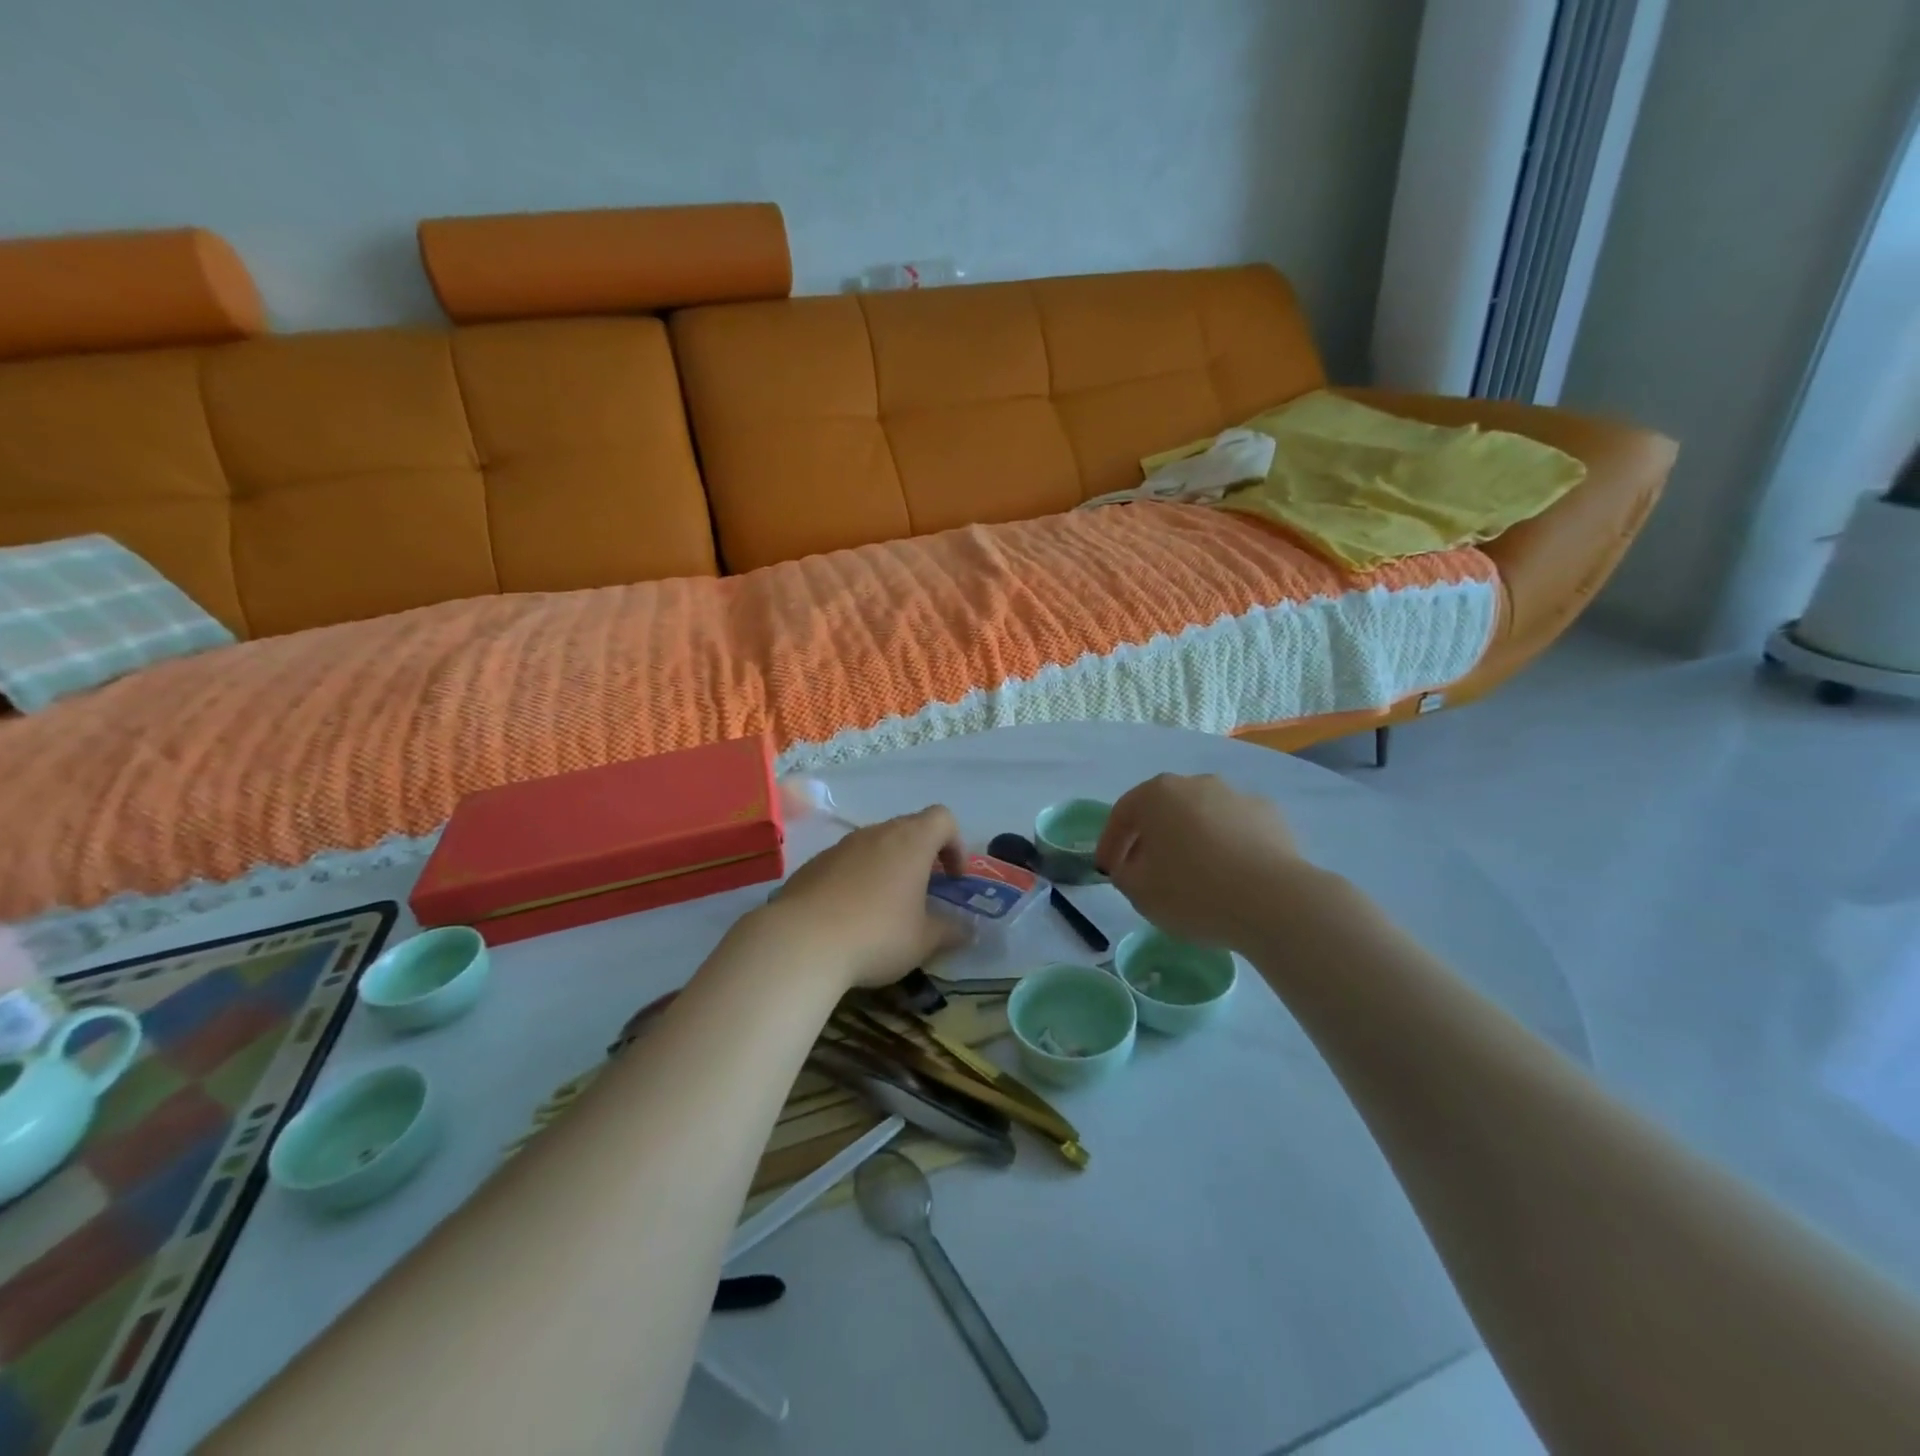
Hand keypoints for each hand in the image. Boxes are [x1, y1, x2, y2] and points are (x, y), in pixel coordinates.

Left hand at [766, 805, 967, 988]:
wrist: (800, 942)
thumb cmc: (876, 935)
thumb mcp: (923, 941)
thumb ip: (951, 931)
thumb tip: (970, 930)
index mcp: (911, 842)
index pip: (942, 818)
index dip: (955, 844)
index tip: (952, 878)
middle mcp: (876, 834)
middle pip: (908, 828)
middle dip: (921, 855)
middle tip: (923, 892)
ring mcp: (841, 846)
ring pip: (874, 844)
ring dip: (887, 866)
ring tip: (886, 906)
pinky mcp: (813, 864)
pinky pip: (846, 862)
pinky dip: (857, 878)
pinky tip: (849, 915)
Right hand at [1096, 774, 1306, 949]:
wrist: (1274, 901)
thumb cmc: (1193, 892)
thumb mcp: (1139, 892)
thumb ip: (1124, 874)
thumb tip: (1131, 866)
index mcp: (1157, 794)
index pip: (1122, 815)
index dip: (1110, 844)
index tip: (1107, 870)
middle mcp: (1196, 783)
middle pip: (1162, 810)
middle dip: (1150, 838)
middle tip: (1144, 870)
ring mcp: (1237, 796)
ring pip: (1200, 817)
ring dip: (1189, 840)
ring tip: (1191, 875)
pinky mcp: (1270, 816)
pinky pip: (1234, 829)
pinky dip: (1224, 846)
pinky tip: (1228, 875)